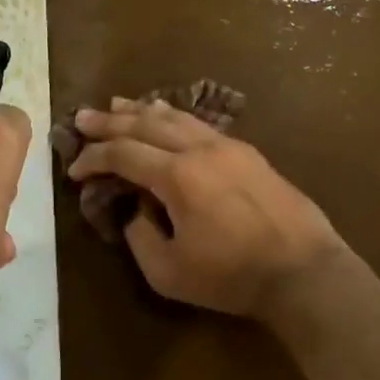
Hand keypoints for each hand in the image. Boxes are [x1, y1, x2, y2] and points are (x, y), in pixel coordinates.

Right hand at [65, 98, 347, 319]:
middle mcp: (199, 149)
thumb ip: (140, 237)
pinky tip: (167, 116)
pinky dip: (174, 117)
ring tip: (118, 103)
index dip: (93, 158)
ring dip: (142, 110)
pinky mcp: (248, 153)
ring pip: (176, 117)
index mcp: (177, 176)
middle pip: (145, 124)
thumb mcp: (169, 273)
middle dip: (110, 121)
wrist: (304, 271)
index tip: (74, 168)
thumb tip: (137, 211)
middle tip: (82, 116)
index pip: (123, 154)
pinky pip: (200, 124)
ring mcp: (227, 146)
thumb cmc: (233, 276)